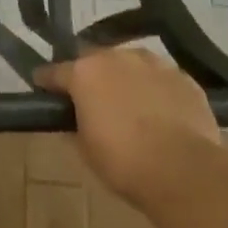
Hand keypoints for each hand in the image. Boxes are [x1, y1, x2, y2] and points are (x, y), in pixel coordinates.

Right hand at [34, 44, 220, 213]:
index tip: (43, 88)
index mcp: (85, 72)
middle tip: (93, 100)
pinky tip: (162, 112)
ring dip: (126, 78)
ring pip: (131, 64)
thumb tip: (75, 118)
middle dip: (91, 76)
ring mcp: (153, 63)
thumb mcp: (85, 149)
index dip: (47, 81)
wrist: (185, 171)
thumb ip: (75, 124)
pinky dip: (156, 90)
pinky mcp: (183, 77)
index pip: (55, 72)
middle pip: (95, 61)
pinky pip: (161, 78)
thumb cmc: (124, 162)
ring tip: (132, 104)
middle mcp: (116, 57)